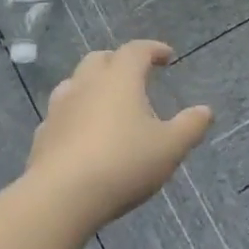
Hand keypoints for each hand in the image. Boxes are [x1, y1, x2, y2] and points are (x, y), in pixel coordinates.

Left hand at [26, 40, 212, 230]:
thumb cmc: (122, 164)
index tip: (167, 56)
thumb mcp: (170, 148)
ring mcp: (59, 109)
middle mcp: (86, 85)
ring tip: (107, 102)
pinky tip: (82, 135)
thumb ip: (190, 126)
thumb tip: (205, 110)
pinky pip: (61, 115)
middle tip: (135, 75)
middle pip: (100, 59)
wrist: (60, 199)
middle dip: (119, 61)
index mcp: (119, 79)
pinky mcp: (42, 137)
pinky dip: (75, 116)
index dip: (153, 49)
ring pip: (75, 83)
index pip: (136, 50)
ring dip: (92, 85)